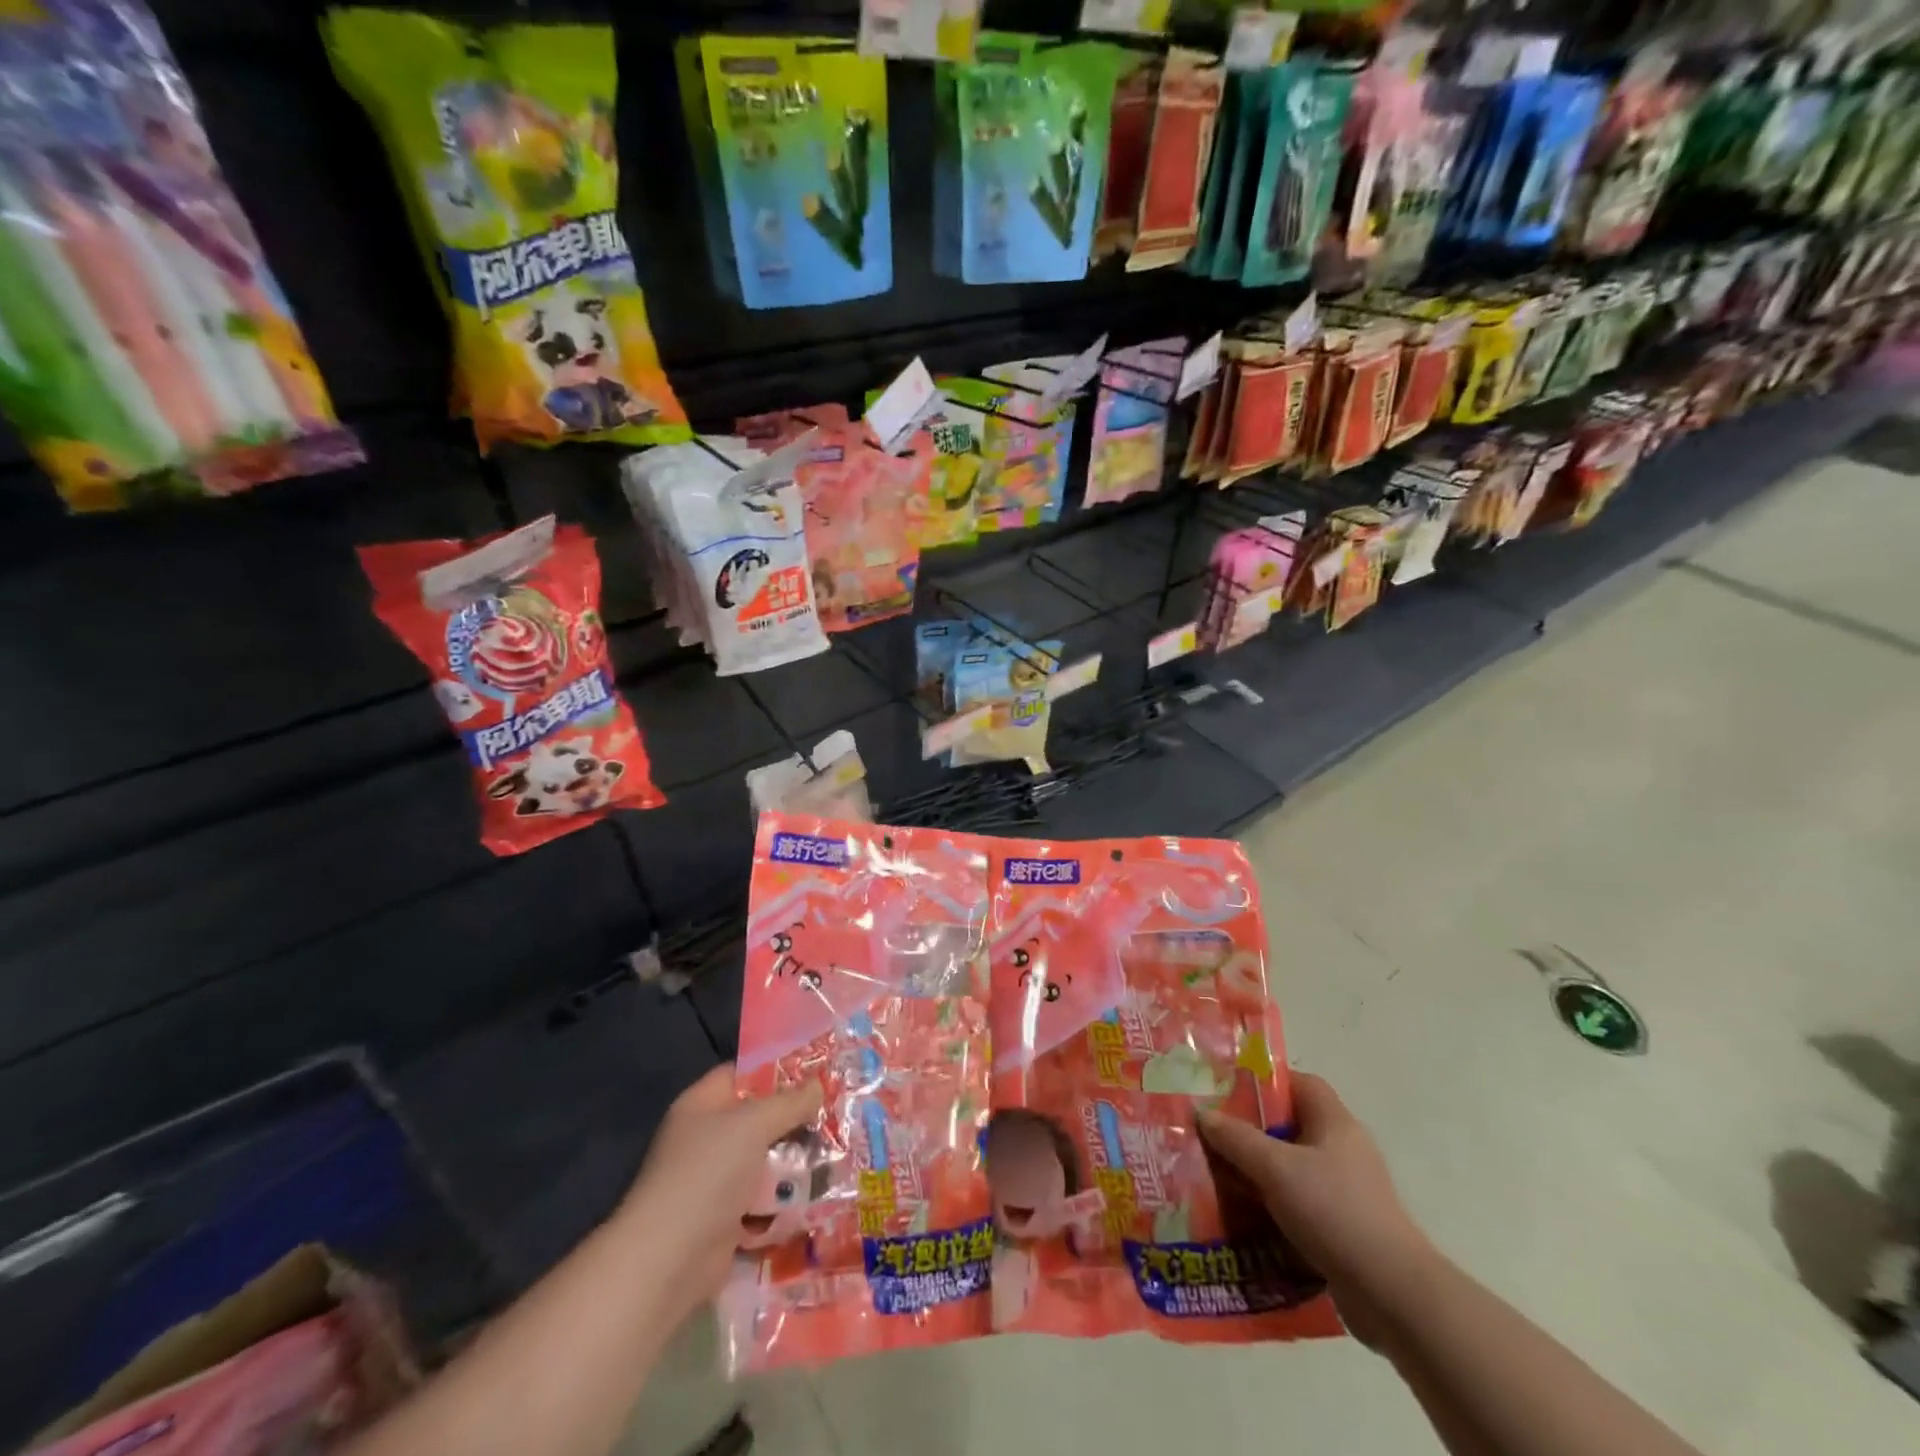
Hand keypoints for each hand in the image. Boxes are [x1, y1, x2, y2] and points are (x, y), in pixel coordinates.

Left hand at [615, 1065, 821, 1324]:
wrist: (669, 1261)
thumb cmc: (707, 1174)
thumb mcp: (753, 1124)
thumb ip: (789, 1102)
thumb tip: (819, 1084)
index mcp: (702, 1105)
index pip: (743, 1074)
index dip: (777, 1070)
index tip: (817, 1070)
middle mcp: (707, 1138)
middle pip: (759, 1118)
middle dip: (795, 1118)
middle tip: (836, 1112)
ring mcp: (716, 1181)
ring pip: (766, 1160)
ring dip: (796, 1161)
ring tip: (838, 1152)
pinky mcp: (727, 1219)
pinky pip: (764, 1199)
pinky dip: (786, 1198)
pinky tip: (820, 1192)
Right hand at [1196, 1073, 1435, 1334]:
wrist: (1392, 1296)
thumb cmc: (1334, 1212)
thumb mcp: (1275, 1169)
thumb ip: (1236, 1138)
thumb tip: (1202, 1114)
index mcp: (1334, 1122)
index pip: (1299, 1083)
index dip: (1263, 1082)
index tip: (1226, 1090)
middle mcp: (1343, 1149)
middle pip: (1289, 1125)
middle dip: (1250, 1129)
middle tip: (1211, 1134)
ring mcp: (1345, 1190)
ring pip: (1290, 1167)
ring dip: (1256, 1171)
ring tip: (1216, 1174)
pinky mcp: (1342, 1226)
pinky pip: (1298, 1202)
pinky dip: (1271, 1204)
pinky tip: (1242, 1215)